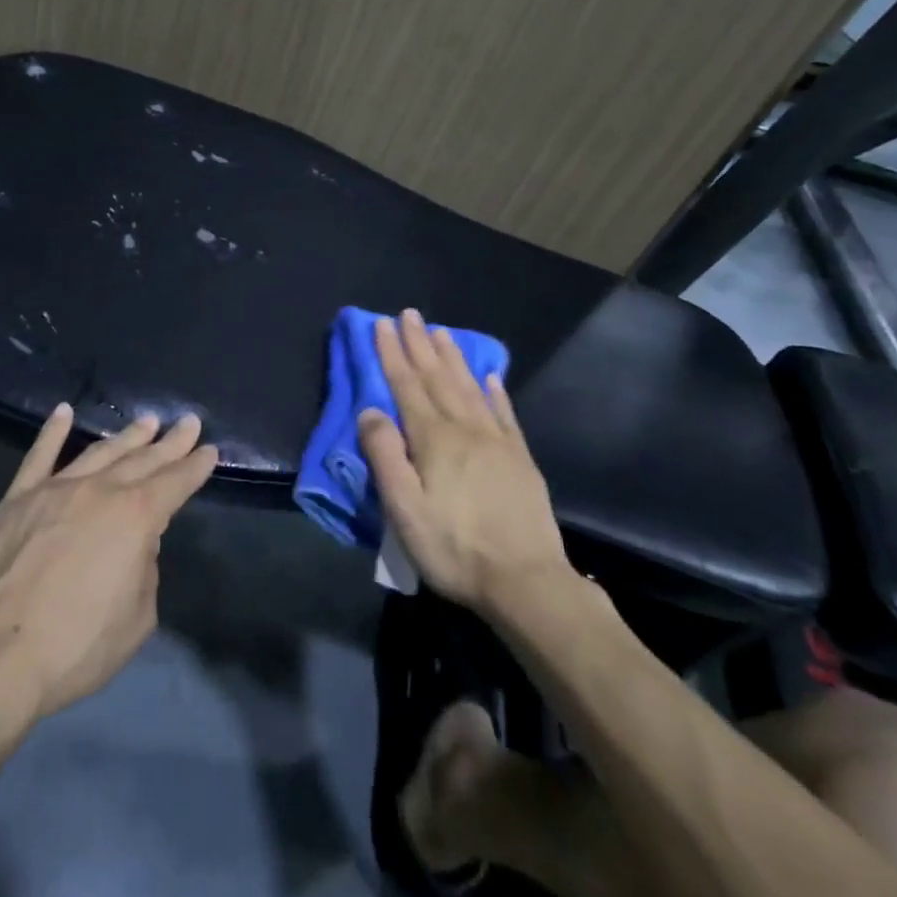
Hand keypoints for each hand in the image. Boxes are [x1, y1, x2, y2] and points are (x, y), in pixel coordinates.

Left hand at [0, 405, 217, 721]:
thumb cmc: (76, 646)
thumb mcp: (138, 618)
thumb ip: (145, 570)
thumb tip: (135, 544)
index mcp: (135, 518)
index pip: (175, 483)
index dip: (194, 467)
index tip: (208, 450)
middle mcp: (99, 491)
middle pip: (142, 460)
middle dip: (169, 442)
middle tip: (188, 422)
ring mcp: (55, 489)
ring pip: (99, 452)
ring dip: (126, 436)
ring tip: (146, 421)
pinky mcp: (18, 499)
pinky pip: (39, 456)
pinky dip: (53, 432)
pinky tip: (64, 412)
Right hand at [358, 310, 570, 613]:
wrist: (526, 582)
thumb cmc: (454, 547)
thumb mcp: (404, 508)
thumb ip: (385, 456)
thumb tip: (369, 410)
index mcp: (434, 439)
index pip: (406, 385)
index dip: (392, 354)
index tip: (382, 325)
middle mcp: (465, 429)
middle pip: (438, 377)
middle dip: (420, 344)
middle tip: (410, 314)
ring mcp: (497, 441)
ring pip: (469, 387)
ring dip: (453, 357)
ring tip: (442, 332)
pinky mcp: (520, 459)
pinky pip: (504, 413)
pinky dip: (494, 391)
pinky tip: (490, 376)